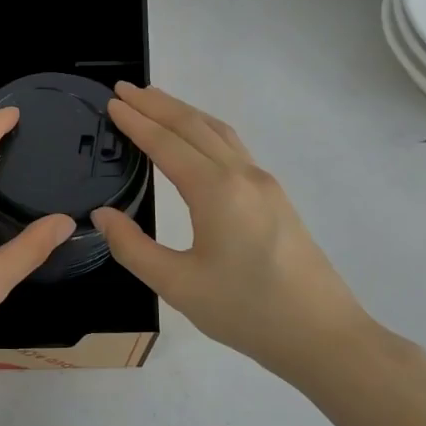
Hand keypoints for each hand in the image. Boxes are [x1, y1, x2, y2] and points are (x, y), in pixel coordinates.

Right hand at [93, 83, 383, 383]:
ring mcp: (264, 184)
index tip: (112, 102)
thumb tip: (103, 215)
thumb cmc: (246, 311)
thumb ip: (133, 248)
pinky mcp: (275, 198)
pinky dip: (205, 130)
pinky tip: (196, 139)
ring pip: (218, 132)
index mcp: (216, 191)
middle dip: (157, 104)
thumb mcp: (178, 285)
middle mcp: (242, 175)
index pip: (167, 144)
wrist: (322, 335)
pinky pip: (233, 147)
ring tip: (155, 102)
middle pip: (194, 126)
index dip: (137, 122)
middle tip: (125, 89)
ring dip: (184, 112)